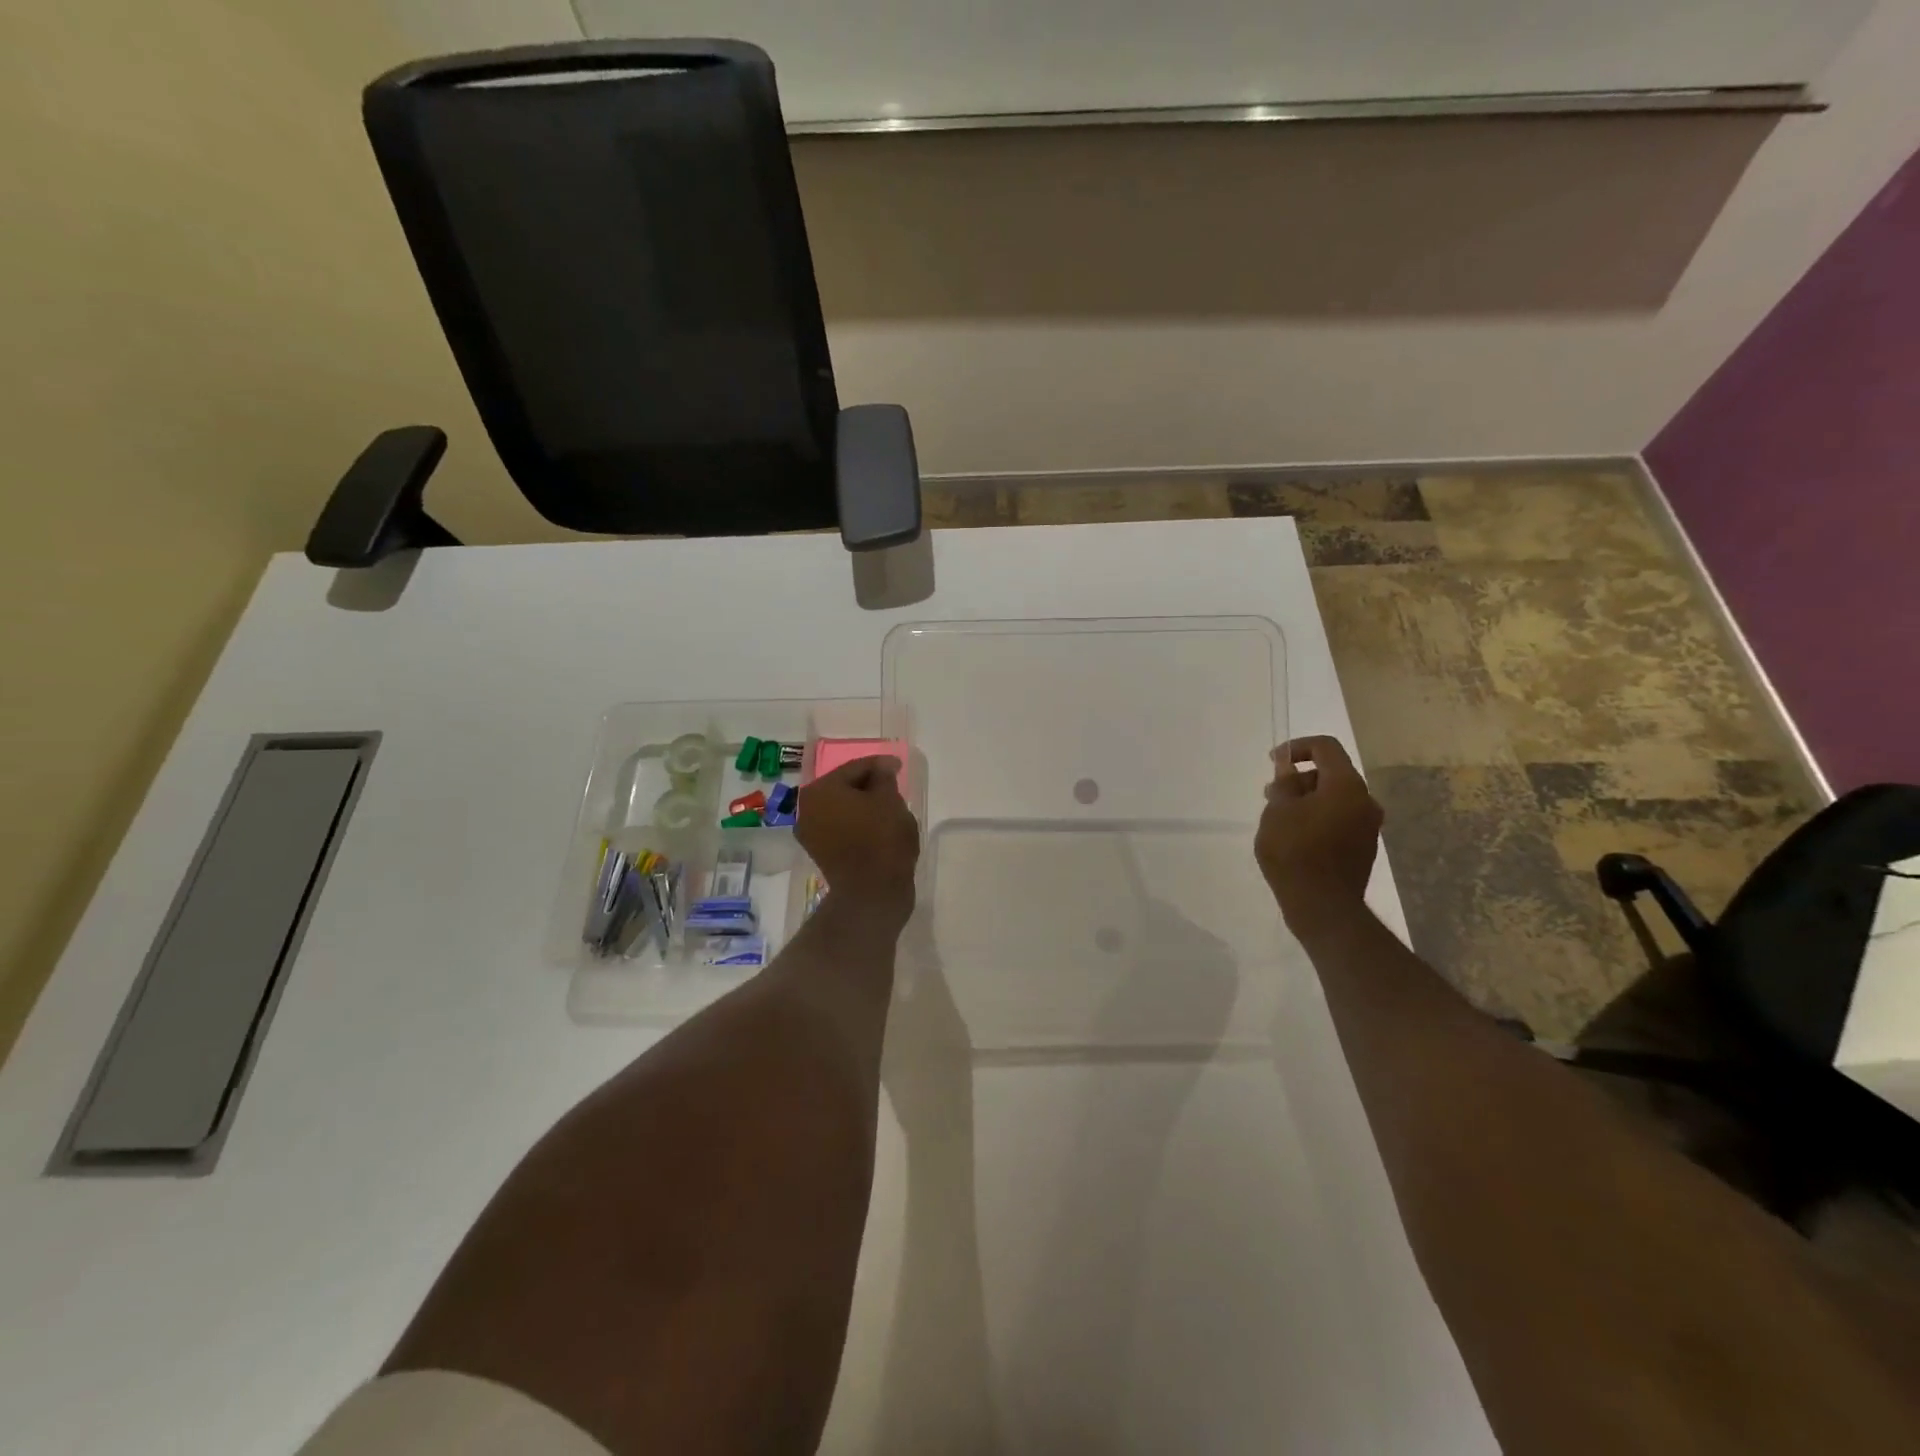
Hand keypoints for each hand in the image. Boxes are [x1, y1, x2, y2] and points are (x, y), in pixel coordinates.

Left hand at [797, 756, 920, 918]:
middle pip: (844, 787)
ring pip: (842, 808)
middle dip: (868, 785)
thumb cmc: (881, 838)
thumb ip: (883, 777)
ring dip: (862, 805)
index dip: (880, 765)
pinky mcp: (820, 852)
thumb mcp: (889, 799)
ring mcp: (810, 833)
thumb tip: (881, 768)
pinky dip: (857, 822)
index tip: (898, 765)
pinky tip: (876, 825)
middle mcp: (806, 808)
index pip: (855, 768)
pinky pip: (841, 827)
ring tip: (888, 806)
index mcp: (820, 790)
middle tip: (893, 785)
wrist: (872, 892)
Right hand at [1255, 736, 1382, 930]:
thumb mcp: (1278, 811)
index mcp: (1346, 786)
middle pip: (1332, 773)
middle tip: (1272, 796)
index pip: (1325, 747)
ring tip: (1279, 819)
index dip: (1296, 747)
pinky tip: (1295, 837)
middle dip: (1300, 778)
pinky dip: (1317, 818)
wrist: (1322, 906)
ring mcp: (1367, 826)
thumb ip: (1285, 783)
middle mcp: (1364, 801)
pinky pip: (1339, 819)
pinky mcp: (1362, 847)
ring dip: (1307, 799)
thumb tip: (1288, 767)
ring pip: (1335, 798)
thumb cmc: (1295, 851)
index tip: (1273, 762)